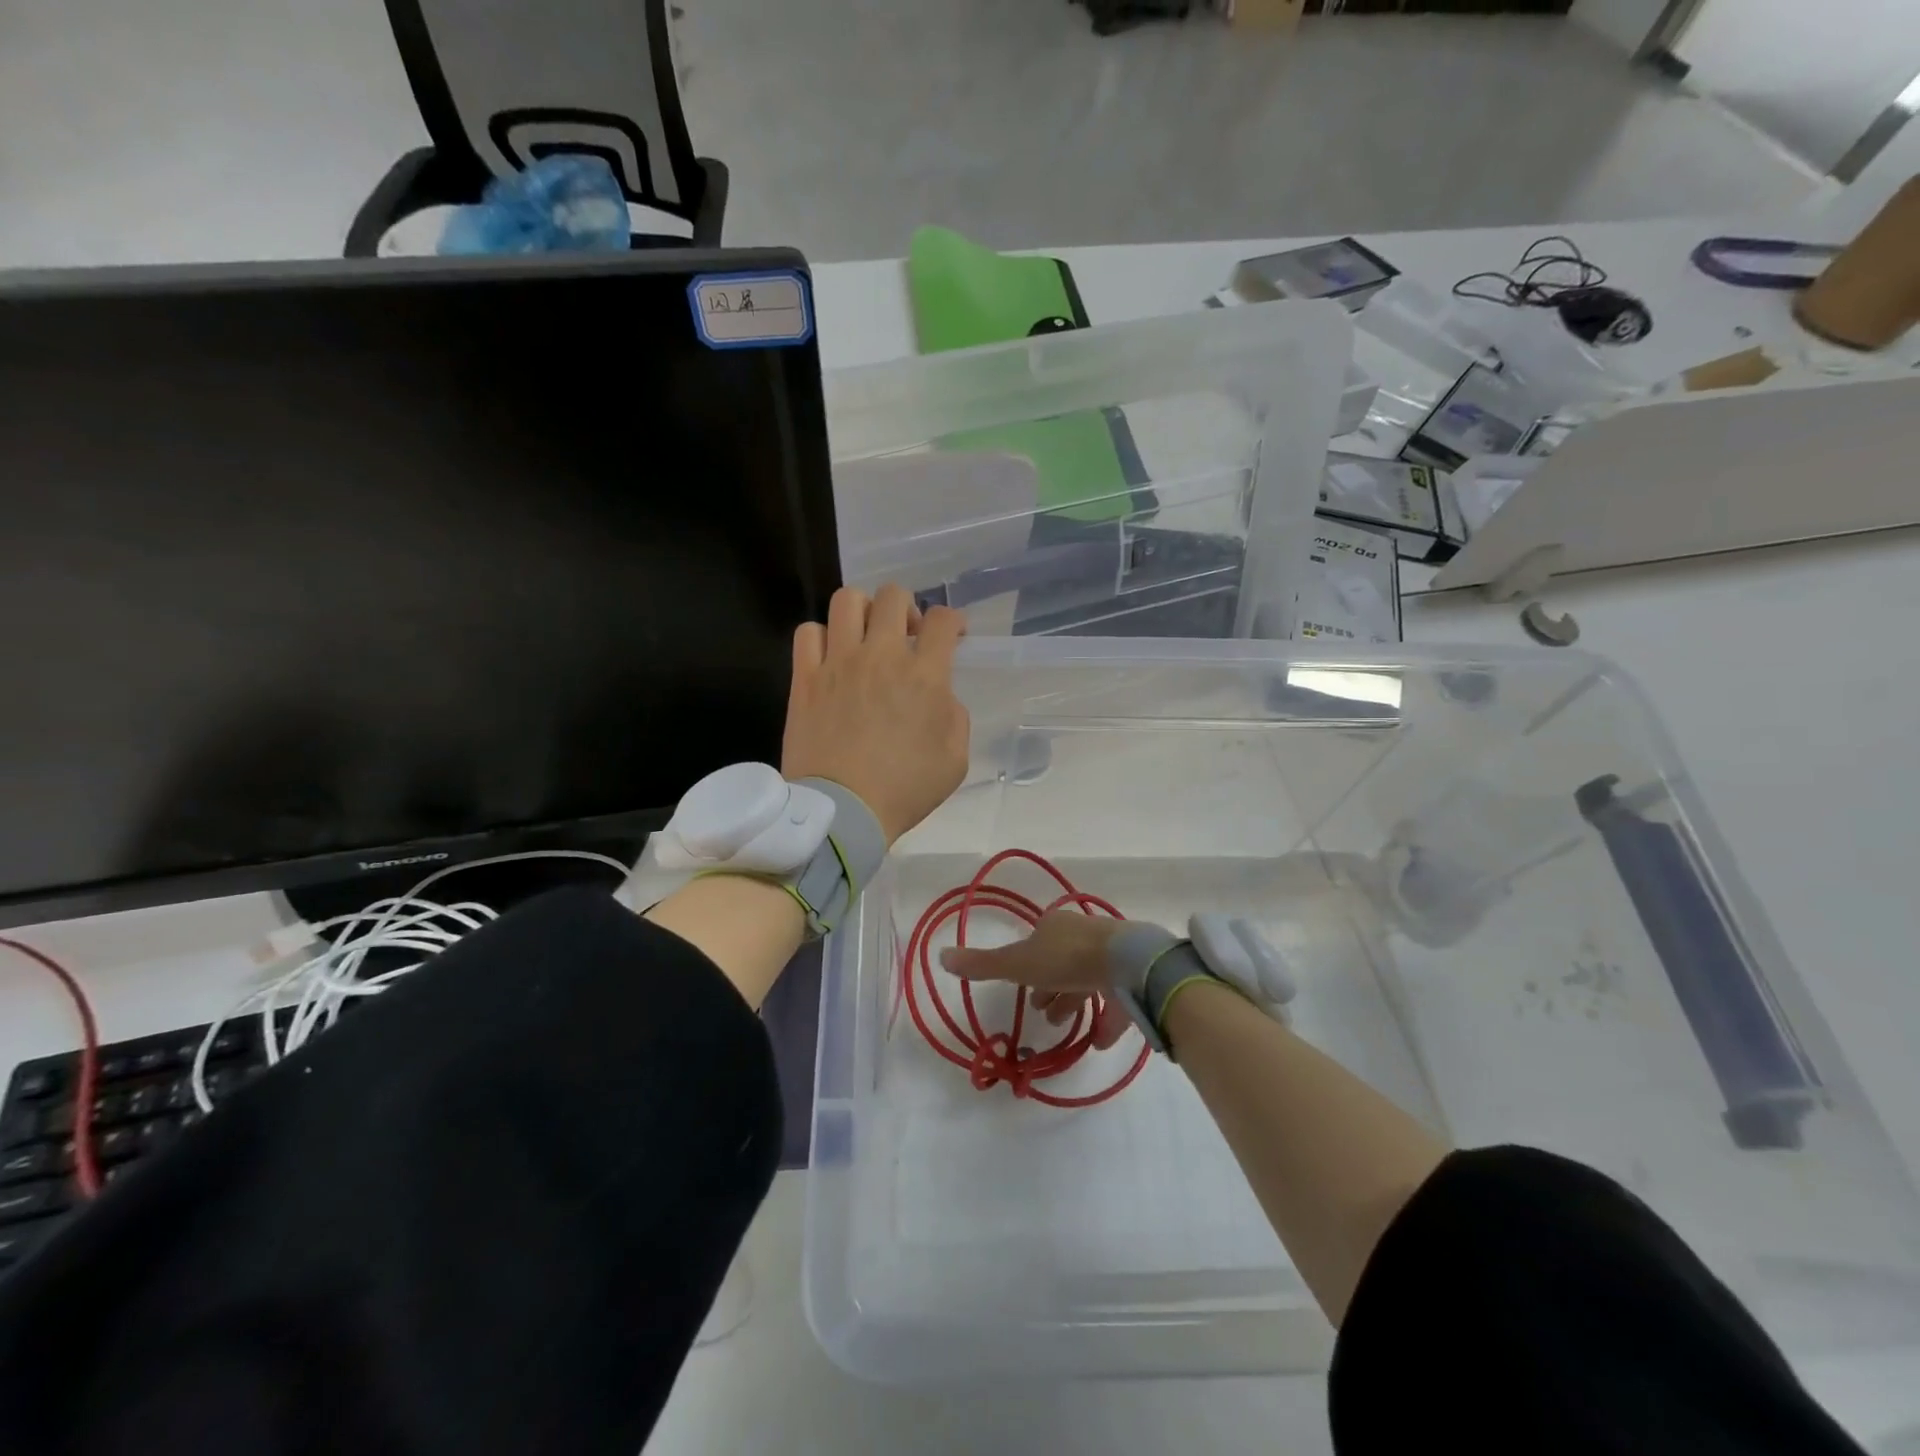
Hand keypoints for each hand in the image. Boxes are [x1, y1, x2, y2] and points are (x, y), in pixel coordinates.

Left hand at [783, 584, 969, 844]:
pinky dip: (822, 636)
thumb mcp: (954, 760)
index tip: (952, 637)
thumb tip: (940, 695)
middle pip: (894, 596)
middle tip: (907, 636)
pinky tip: (831, 656)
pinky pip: (808, 632)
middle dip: (907, 608)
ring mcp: (839, 663)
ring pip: (847, 600)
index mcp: (925, 676)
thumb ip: (954, 717)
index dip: (953, 622)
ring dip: (863, 611)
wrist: (843, 812)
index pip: (944, 620)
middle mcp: (881, 656)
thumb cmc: (904, 790)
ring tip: (865, 636)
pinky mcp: (806, 677)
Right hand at [942, 911, 1134, 1050]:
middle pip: (1062, 961)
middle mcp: (1083, 934)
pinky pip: (1117, 999)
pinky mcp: (1133, 975)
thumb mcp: (1017, 964)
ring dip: (1074, 1002)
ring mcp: (1111, 954)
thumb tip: (941, 956)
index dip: (1027, 966)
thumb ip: (982, 964)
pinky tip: (1097, 1042)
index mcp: (1055, 925)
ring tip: (1063, 1027)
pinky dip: (1106, 1021)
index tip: (1023, 990)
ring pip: (1088, 978)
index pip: (1037, 943)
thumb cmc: (1065, 959)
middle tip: (1042, 1012)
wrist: (1126, 962)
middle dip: (1050, 987)